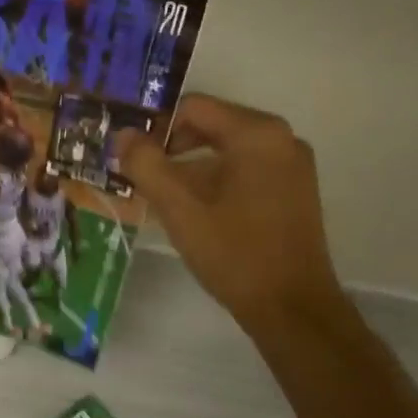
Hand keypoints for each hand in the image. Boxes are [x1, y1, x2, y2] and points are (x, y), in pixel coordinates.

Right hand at [116, 94, 349, 336]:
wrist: (293, 309)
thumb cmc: (234, 252)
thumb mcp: (179, 208)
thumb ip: (145, 164)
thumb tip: (123, 134)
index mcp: (257, 133)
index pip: (193, 107)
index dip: (156, 127)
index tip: (133, 157)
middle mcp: (281, 138)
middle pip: (211, 125)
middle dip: (172, 147)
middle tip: (142, 175)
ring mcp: (292, 164)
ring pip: (227, 149)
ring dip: (191, 166)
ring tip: (163, 196)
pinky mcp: (294, 189)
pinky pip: (245, 167)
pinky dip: (216, 178)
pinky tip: (196, 209)